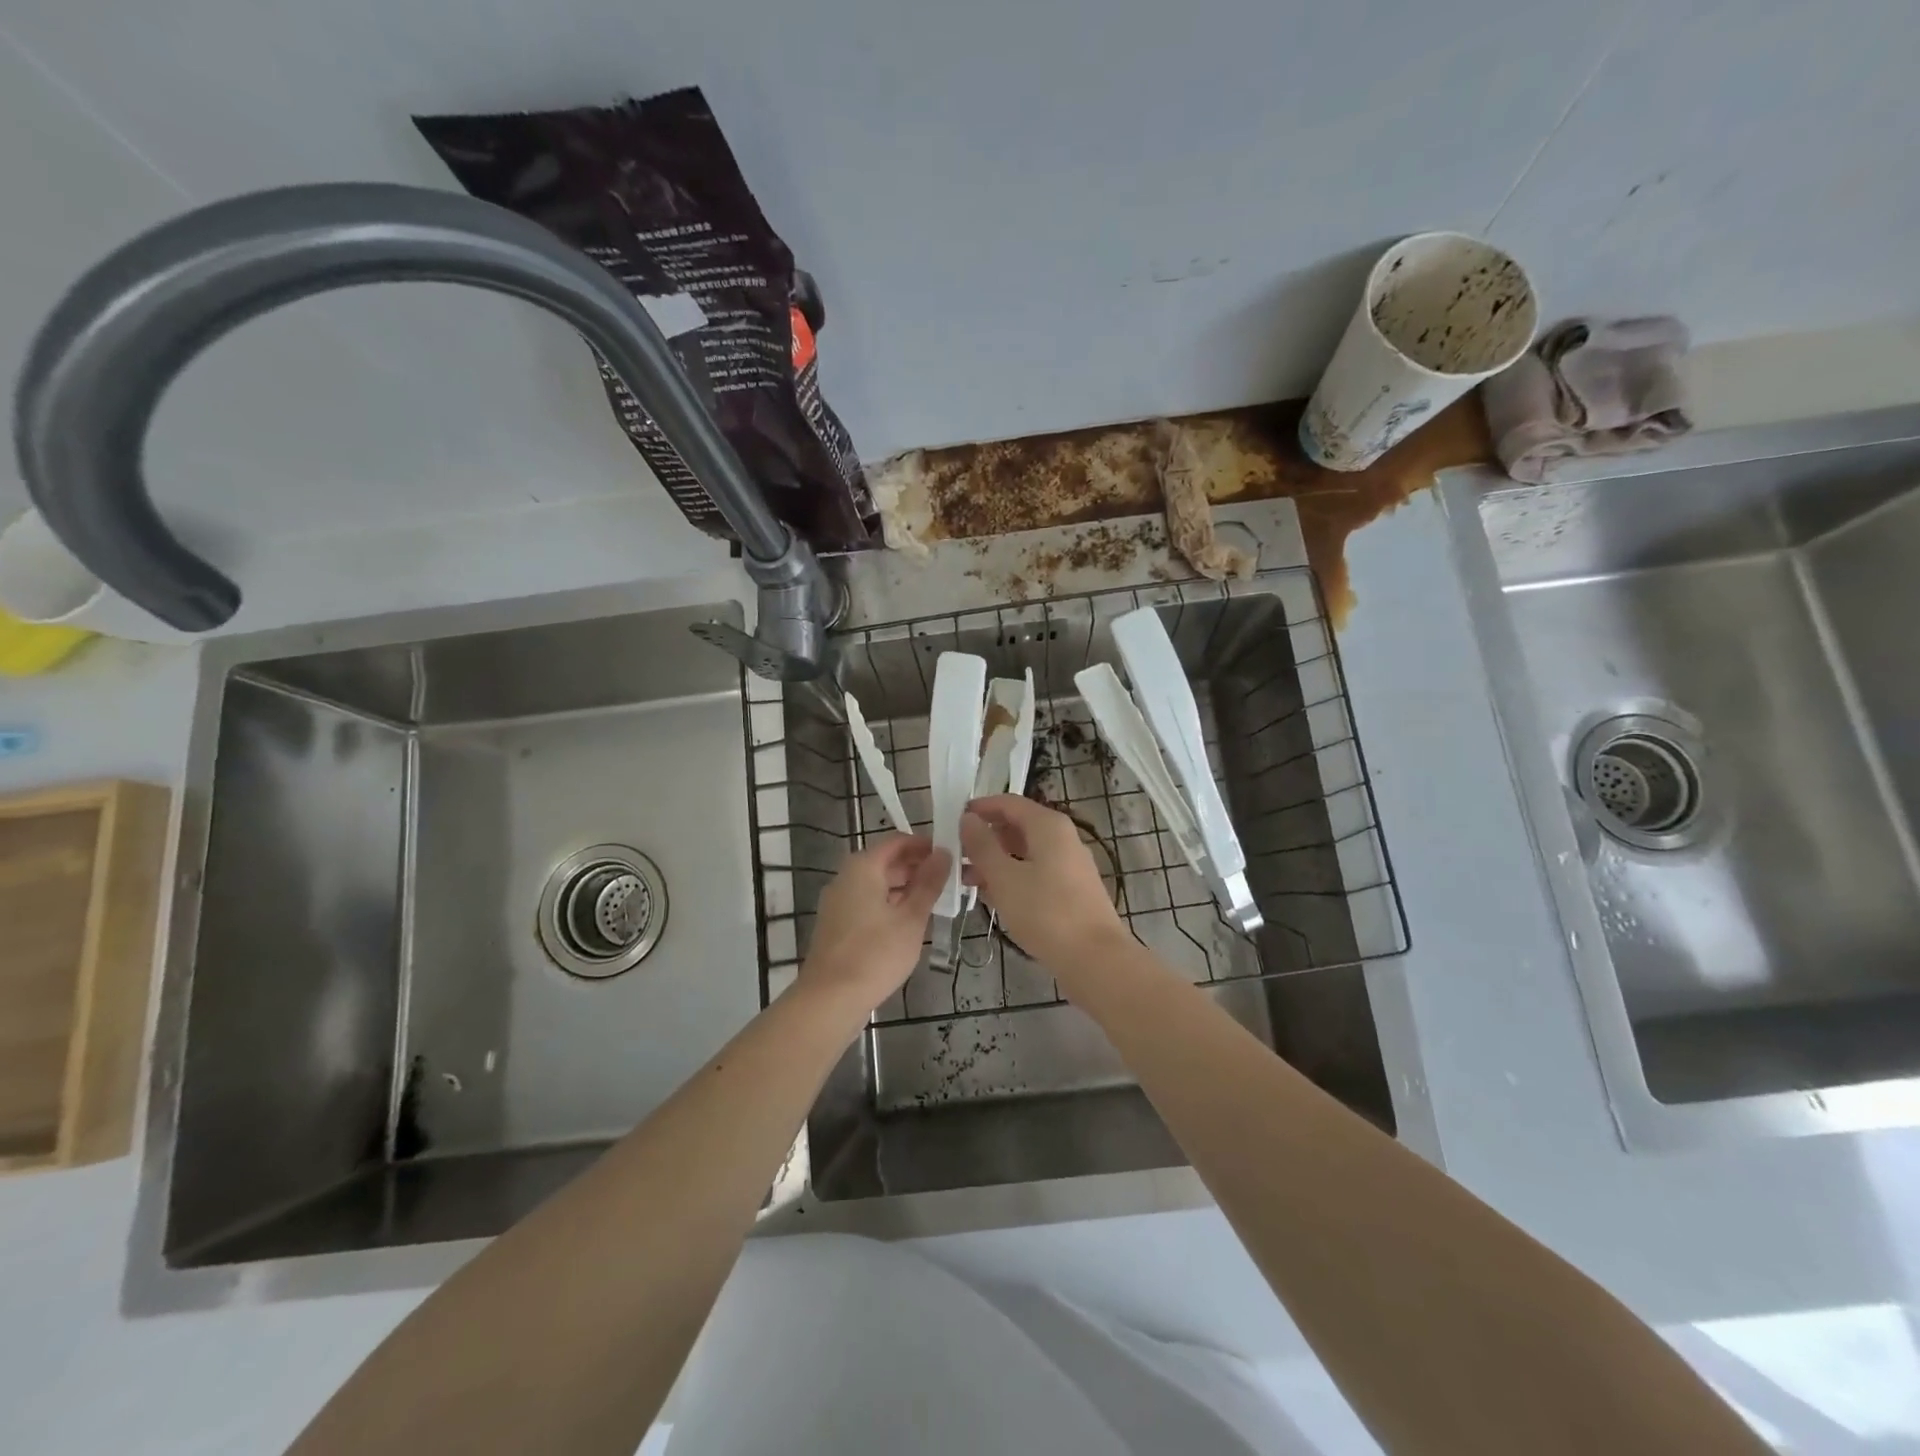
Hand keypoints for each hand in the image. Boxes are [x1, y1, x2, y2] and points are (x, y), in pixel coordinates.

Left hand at [800, 834, 949, 1011]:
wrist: (830, 1000)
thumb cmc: (875, 954)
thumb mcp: (911, 918)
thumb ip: (929, 883)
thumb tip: (944, 853)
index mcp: (863, 867)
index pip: (897, 841)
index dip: (924, 845)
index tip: (950, 854)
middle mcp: (846, 878)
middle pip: (886, 862)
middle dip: (917, 868)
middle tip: (949, 880)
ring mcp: (838, 903)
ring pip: (877, 885)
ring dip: (905, 889)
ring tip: (937, 901)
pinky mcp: (837, 925)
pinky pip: (868, 903)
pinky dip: (890, 905)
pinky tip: (911, 923)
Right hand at [960, 795, 1128, 972]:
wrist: (1094, 958)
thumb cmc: (1045, 912)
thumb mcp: (1004, 877)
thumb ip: (982, 845)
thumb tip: (968, 818)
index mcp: (1048, 826)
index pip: (1009, 802)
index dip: (981, 807)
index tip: (953, 820)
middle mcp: (1062, 837)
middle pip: (1018, 826)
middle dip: (986, 838)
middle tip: (956, 855)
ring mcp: (1070, 864)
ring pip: (1026, 852)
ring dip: (996, 861)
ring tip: (967, 881)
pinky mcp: (1072, 889)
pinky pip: (1036, 872)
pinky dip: (1013, 878)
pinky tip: (993, 898)